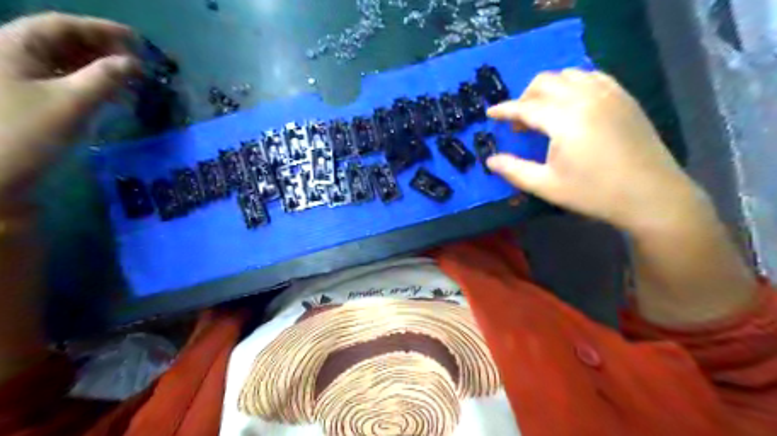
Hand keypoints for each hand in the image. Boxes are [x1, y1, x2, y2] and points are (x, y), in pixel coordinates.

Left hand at [1, 12, 138, 204]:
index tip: (140, 41)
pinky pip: (62, 81)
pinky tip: (110, 96)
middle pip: (63, 42)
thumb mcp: (71, 103)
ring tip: (131, 80)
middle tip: (139, 63)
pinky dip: (89, 85)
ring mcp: (17, 78)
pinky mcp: (26, 100)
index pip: (63, 25)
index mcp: (14, 46)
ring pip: (64, 63)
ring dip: (99, 69)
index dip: (103, 30)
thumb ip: (104, 78)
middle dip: (104, 50)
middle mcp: (12, 55)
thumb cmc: (26, 133)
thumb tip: (134, 63)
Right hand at [484, 69, 697, 231]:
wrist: (651, 195)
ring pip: (569, 74)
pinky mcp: (624, 97)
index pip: (526, 106)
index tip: (490, 114)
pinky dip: (574, 84)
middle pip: (545, 82)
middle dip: (525, 97)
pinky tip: (572, 103)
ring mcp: (609, 93)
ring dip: (549, 88)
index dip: (504, 110)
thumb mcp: (547, 186)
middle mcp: (586, 97)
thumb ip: (514, 170)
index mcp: (565, 119)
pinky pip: (592, 76)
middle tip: (520, 121)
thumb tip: (490, 160)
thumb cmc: (594, 193)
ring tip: (544, 112)